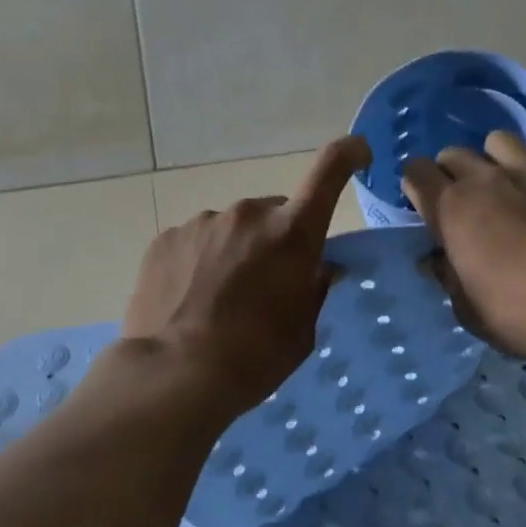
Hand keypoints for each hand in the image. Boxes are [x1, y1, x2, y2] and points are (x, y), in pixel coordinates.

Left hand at [118, 135, 372, 421]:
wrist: (172, 375)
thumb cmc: (253, 358)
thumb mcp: (302, 331)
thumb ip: (313, 289)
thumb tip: (318, 268)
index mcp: (291, 232)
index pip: (329, 171)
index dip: (347, 154)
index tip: (358, 152)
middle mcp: (248, 213)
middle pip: (274, 214)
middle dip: (276, 239)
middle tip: (265, 285)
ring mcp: (203, 222)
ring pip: (232, 229)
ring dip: (235, 252)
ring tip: (219, 301)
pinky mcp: (167, 238)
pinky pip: (196, 242)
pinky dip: (200, 262)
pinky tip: (189, 299)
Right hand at [401, 131, 525, 367]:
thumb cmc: (525, 312)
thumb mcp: (471, 311)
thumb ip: (448, 279)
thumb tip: (437, 261)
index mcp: (453, 208)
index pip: (416, 172)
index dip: (416, 186)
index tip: (425, 208)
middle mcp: (487, 179)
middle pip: (453, 153)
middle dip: (450, 173)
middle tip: (463, 205)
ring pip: (498, 142)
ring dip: (493, 160)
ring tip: (504, 188)